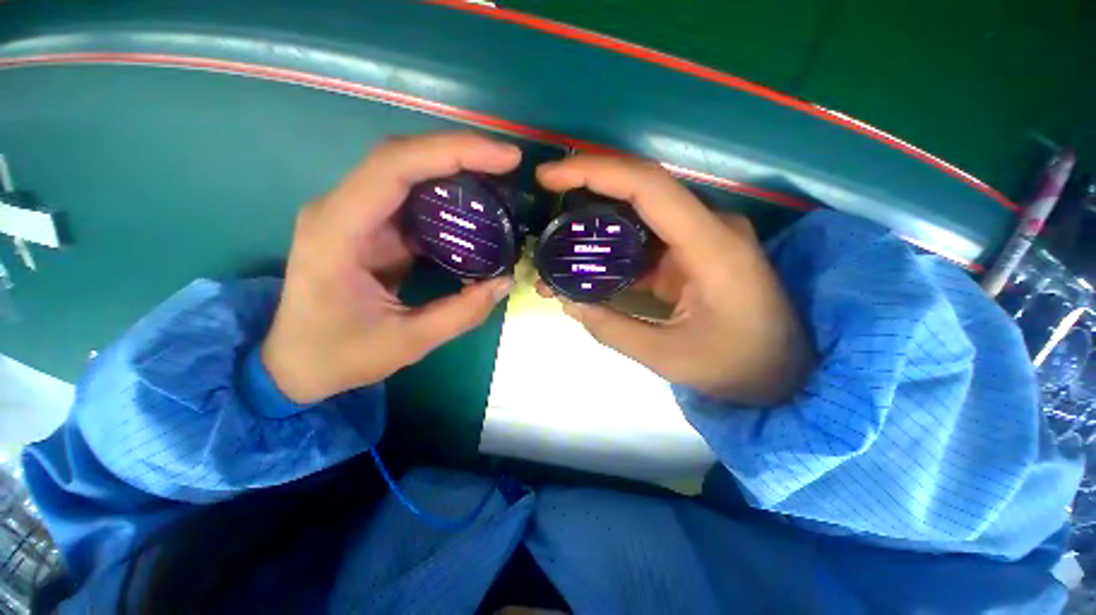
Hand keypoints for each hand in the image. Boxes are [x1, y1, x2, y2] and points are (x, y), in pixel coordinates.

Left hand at [262, 133, 518, 403]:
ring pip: (407, 172)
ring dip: (454, 170)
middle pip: (402, 157)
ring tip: (498, 179)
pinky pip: (411, 200)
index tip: (505, 158)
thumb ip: (462, 313)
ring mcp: (355, 216)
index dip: (453, 152)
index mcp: (338, 231)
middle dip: (460, 152)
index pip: (395, 166)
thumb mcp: (408, 342)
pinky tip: (474, 206)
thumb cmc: (339, 355)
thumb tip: (505, 281)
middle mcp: (341, 210)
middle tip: (507, 162)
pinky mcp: (370, 228)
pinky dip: (446, 197)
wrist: (296, 363)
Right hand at [535, 155, 813, 405]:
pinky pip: (644, 239)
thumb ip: (613, 329)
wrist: (787, 372)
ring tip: (556, 246)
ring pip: (637, 214)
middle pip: (639, 190)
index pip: (646, 185)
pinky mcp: (692, 253)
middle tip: (545, 204)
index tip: (549, 177)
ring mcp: (701, 237)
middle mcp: (708, 227)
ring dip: (594, 227)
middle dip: (586, 191)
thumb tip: (568, 302)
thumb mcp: (669, 357)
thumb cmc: (738, 366)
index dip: (594, 171)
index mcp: (710, 245)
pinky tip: (587, 268)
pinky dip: (611, 250)